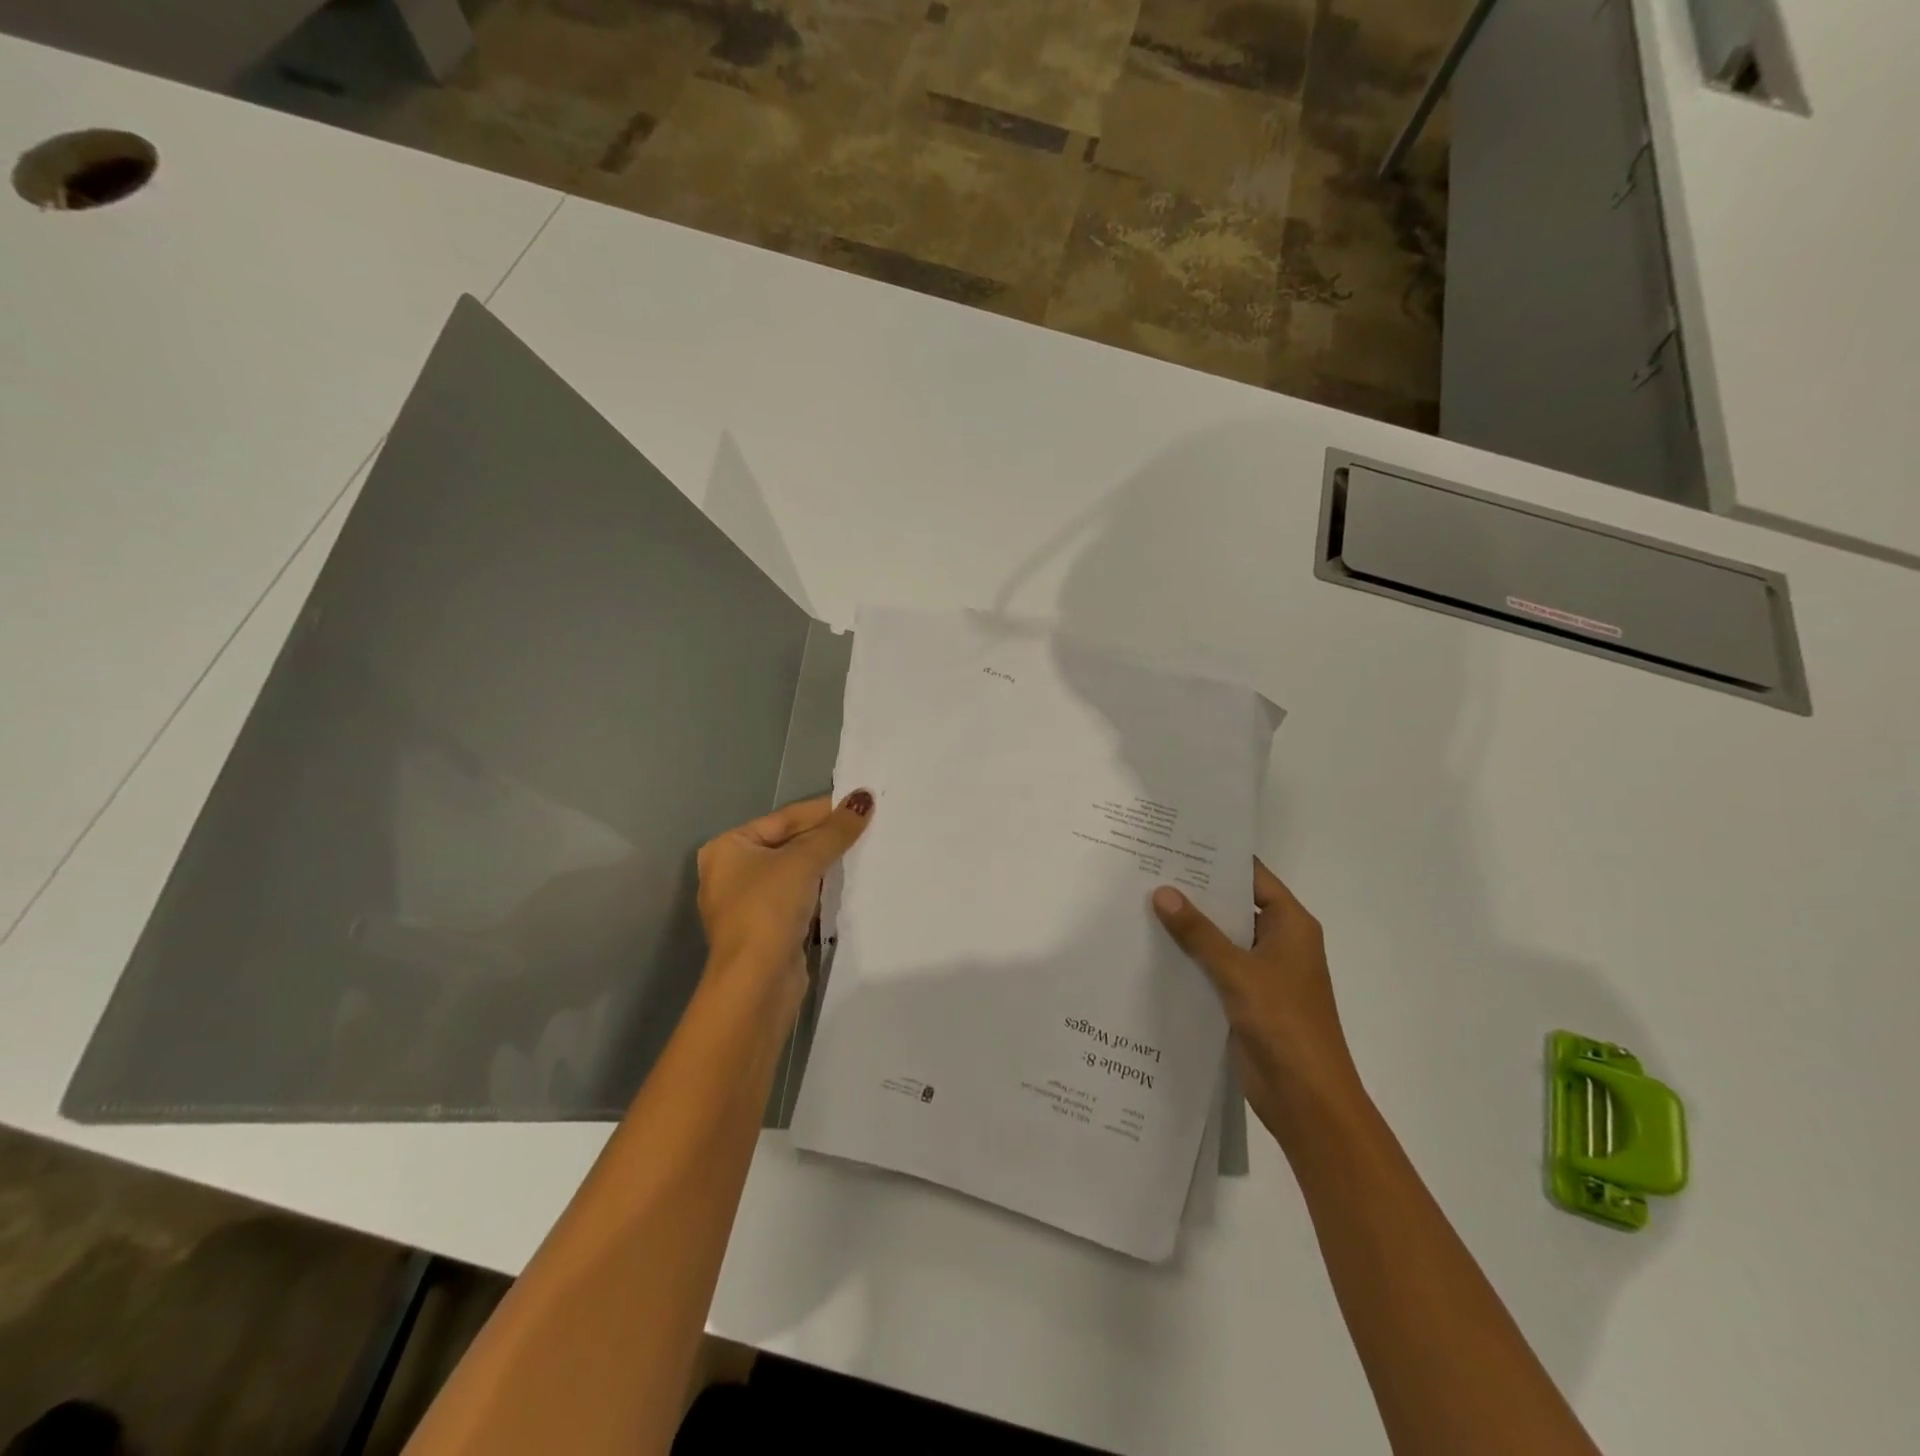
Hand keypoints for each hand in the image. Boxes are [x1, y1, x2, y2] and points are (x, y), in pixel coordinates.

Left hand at [695, 791, 873, 1002]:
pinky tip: (850, 883)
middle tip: (869, 824)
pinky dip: (822, 889)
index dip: (824, 810)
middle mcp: (732, 872)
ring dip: (827, 864)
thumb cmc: (768, 909)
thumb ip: (835, 831)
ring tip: (866, 849)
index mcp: (728, 847)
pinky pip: (799, 897)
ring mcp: (749, 903)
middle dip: (827, 837)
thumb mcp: (804, 861)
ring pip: (796, 872)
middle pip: (789, 843)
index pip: (784, 818)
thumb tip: (864, 798)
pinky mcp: (768, 929)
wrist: (756, 982)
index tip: (861, 802)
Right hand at [1152, 860, 1363, 1143]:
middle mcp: (1277, 942)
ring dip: (1189, 927)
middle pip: (1233, 905)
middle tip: (1147, 869)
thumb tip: (1162, 892)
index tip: (1176, 842)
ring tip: (1140, 902)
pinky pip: (1213, 967)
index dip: (1217, 859)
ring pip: (1220, 938)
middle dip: (1195, 892)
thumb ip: (1199, 933)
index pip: (1252, 877)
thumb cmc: (1284, 1024)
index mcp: (1290, 925)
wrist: (1307, 1099)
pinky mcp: (1245, 998)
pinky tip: (1151, 948)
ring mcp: (1261, 972)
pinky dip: (1189, 958)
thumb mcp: (1238, 972)